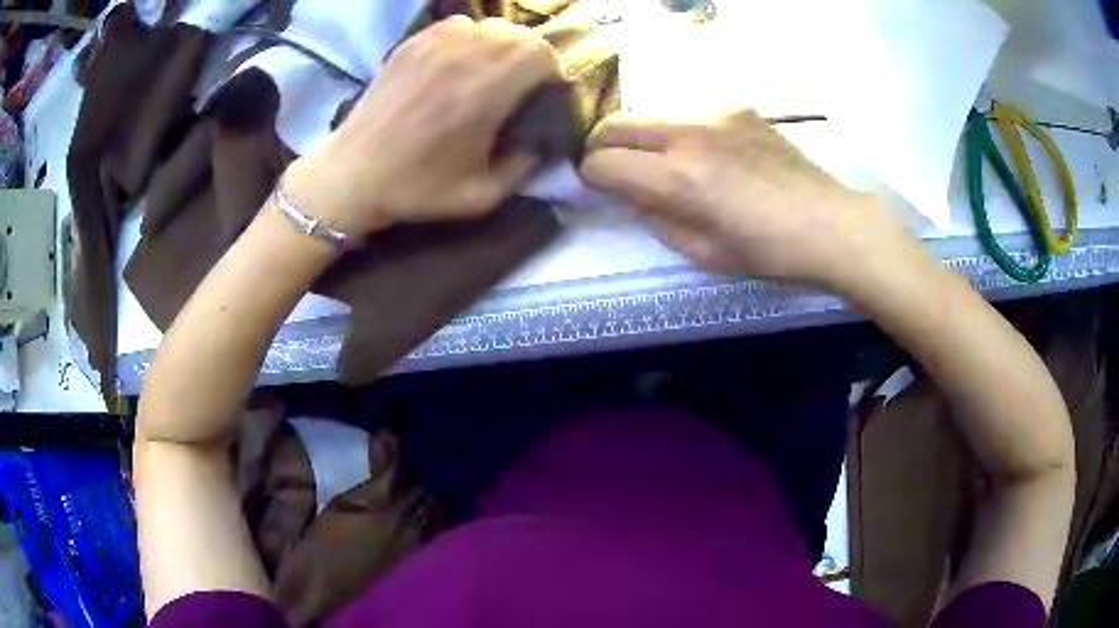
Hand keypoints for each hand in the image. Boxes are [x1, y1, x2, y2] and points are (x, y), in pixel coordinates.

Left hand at [284, 17, 560, 235]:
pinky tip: (459, 63)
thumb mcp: (481, 196)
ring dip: (500, 45)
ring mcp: (433, 45)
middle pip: (518, 34)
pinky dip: (470, 38)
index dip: (550, 71)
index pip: (539, 53)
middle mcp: (462, 57)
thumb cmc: (416, 188)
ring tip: (489, 71)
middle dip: (530, 57)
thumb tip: (541, 141)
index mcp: (484, 92)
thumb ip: (524, 167)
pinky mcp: (412, 43)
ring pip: (489, 26)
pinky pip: (457, 25)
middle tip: (520, 83)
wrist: (352, 174)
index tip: (541, 93)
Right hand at [580, 109, 915, 290]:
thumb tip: (629, 194)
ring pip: (649, 114)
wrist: (829, 222)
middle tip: (612, 170)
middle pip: (615, 124)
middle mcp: (688, 133)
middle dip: (600, 146)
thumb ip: (655, 218)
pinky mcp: (736, 108)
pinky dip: (676, 133)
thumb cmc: (768, 250)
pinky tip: (704, 155)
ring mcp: (714, 113)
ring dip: (639, 137)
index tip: (598, 189)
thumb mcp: (702, 252)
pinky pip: (686, 114)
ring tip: (661, 163)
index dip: (590, 177)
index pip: (602, 162)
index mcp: (679, 176)